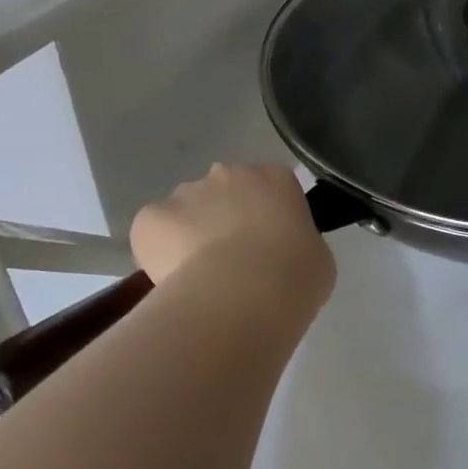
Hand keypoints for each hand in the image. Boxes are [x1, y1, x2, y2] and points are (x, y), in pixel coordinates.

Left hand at [131, 163, 335, 304]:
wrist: (242, 295)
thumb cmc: (293, 275)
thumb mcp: (316, 257)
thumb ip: (297, 242)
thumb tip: (281, 252)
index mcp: (275, 177)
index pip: (270, 185)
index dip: (266, 215)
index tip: (268, 244)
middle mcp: (229, 173)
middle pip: (224, 191)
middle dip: (224, 219)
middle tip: (233, 262)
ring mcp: (186, 192)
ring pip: (186, 211)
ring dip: (191, 235)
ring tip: (201, 279)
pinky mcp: (151, 217)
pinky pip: (153, 232)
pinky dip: (159, 252)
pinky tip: (174, 280)